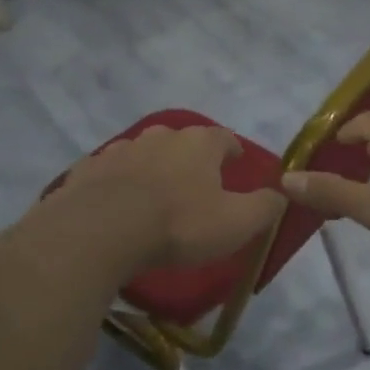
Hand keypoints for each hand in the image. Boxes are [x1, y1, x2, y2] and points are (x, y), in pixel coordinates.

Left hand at [46, 123, 285, 272]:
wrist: (100, 232)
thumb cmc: (178, 225)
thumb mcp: (236, 223)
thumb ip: (264, 207)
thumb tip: (282, 194)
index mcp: (198, 144)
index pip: (223, 138)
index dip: (231, 150)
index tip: (235, 162)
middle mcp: (159, 137)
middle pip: (181, 141)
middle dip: (189, 158)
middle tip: (195, 182)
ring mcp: (119, 150)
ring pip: (143, 154)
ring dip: (151, 169)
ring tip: (154, 194)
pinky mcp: (87, 170)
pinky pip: (109, 173)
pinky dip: (116, 183)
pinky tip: (116, 204)